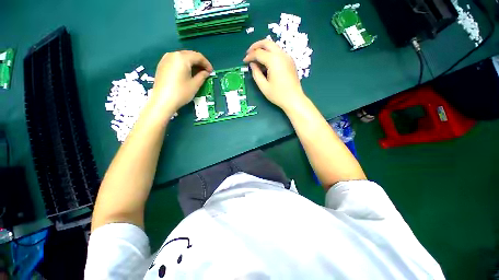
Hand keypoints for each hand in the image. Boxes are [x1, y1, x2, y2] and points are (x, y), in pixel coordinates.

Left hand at [151, 50, 212, 115]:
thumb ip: (202, 76)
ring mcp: (165, 59)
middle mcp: (173, 55)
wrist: (163, 101)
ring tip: (197, 72)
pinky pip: (175, 61)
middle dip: (199, 62)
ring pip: (182, 57)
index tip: (211, 71)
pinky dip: (183, 65)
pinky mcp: (162, 65)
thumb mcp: (195, 84)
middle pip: (189, 55)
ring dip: (191, 63)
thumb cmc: (181, 92)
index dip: (206, 63)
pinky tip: (187, 73)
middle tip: (205, 71)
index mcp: (182, 58)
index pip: (198, 56)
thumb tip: (206, 72)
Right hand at [243, 39, 304, 109]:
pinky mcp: (290, 61)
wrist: (294, 99)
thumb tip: (252, 64)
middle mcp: (281, 55)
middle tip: (249, 53)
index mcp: (274, 60)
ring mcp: (287, 57)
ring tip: (256, 59)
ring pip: (273, 46)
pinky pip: (278, 52)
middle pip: (267, 43)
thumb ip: (256, 73)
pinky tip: (266, 63)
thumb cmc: (278, 95)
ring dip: (263, 49)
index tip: (244, 61)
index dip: (250, 56)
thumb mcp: (263, 86)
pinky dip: (270, 54)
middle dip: (256, 46)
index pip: (258, 53)